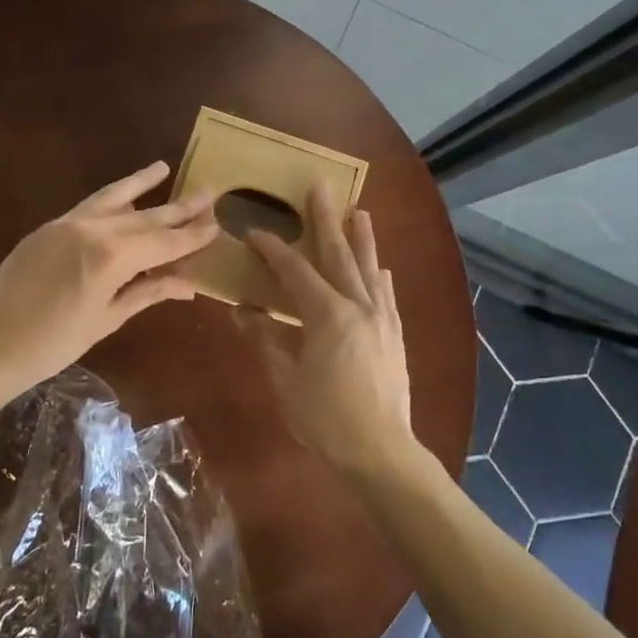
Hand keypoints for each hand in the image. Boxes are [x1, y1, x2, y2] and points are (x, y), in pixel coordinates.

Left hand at [0, 162, 218, 395]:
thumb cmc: (53, 344)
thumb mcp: (107, 319)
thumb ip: (148, 292)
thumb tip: (188, 283)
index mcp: (112, 257)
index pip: (164, 241)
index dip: (192, 235)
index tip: (217, 224)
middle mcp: (93, 229)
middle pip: (146, 217)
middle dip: (179, 208)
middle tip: (209, 193)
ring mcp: (68, 223)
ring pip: (116, 198)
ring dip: (142, 184)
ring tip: (165, 168)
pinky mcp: (50, 226)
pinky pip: (90, 205)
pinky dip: (112, 196)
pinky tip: (125, 192)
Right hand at [241, 186, 414, 475]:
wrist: (381, 450)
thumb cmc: (325, 418)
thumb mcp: (285, 380)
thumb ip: (266, 339)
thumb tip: (243, 310)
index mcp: (327, 314)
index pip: (295, 271)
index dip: (273, 249)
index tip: (254, 231)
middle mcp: (358, 305)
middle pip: (339, 254)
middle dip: (326, 219)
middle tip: (320, 187)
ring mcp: (381, 318)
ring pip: (369, 268)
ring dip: (362, 238)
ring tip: (359, 211)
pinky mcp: (394, 335)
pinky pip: (386, 295)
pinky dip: (379, 277)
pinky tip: (380, 269)